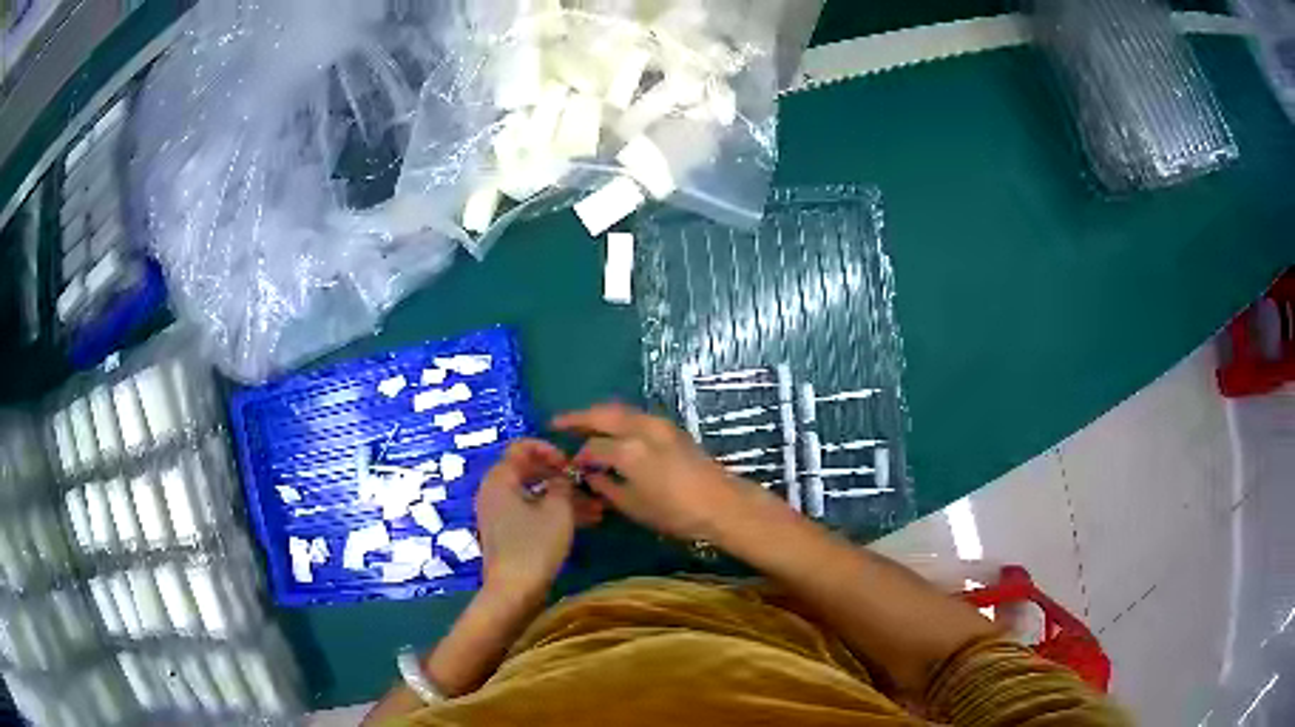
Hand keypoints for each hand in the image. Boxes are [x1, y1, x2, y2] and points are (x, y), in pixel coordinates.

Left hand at [475, 439, 601, 598]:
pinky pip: (532, 513)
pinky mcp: (508, 533)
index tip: (571, 464)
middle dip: (562, 477)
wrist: (514, 591)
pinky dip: (554, 514)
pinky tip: (586, 522)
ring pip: (535, 495)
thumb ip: (563, 484)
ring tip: (598, 508)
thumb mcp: (557, 510)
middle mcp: (495, 492)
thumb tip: (564, 475)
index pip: (521, 448)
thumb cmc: (534, 545)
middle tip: (588, 484)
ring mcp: (500, 514)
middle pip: (529, 472)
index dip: (549, 450)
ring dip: (565, 498)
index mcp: (500, 479)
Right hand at [552, 403, 751, 541]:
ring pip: (620, 411)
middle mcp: (641, 428)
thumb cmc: (675, 512)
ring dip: (599, 415)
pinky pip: (635, 416)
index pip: (592, 447)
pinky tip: (612, 431)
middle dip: (578, 417)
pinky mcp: (671, 427)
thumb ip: (606, 487)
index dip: (579, 457)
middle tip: (558, 423)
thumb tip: (591, 476)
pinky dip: (618, 419)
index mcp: (627, 450)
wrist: (721, 503)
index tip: (571, 466)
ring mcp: (658, 424)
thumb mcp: (633, 506)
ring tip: (583, 424)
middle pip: (602, 414)